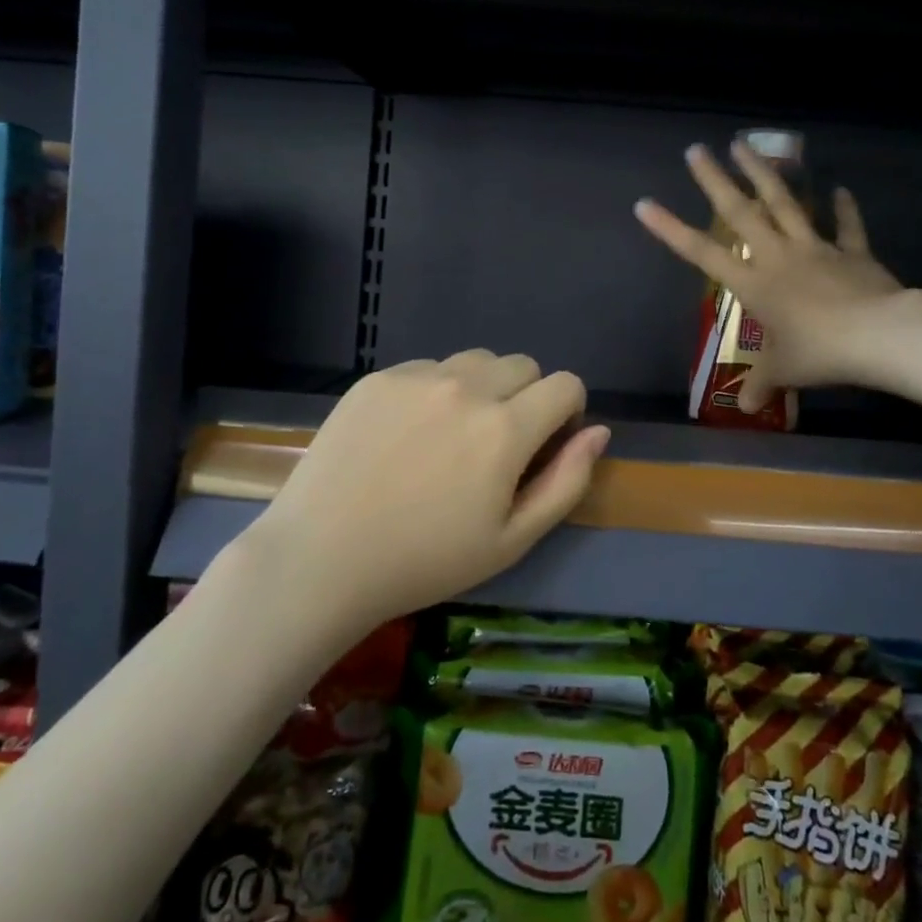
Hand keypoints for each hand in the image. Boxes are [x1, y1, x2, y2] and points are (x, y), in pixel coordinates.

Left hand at [250, 352, 609, 627]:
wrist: (322, 558)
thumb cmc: (425, 561)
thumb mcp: (512, 539)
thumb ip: (566, 481)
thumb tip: (598, 432)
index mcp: (505, 428)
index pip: (566, 384)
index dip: (567, 412)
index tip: (546, 443)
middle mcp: (466, 387)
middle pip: (524, 365)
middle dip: (527, 397)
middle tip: (496, 445)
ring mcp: (417, 377)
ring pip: (476, 361)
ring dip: (483, 387)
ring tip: (452, 435)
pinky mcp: (377, 378)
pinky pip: (428, 368)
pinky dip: (435, 390)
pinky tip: (408, 434)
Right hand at [634, 142, 902, 411]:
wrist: (879, 336)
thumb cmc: (819, 352)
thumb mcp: (785, 371)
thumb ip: (763, 383)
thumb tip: (746, 407)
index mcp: (754, 283)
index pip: (702, 253)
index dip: (671, 230)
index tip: (645, 204)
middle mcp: (778, 256)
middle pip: (741, 212)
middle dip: (715, 180)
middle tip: (696, 150)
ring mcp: (815, 248)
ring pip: (785, 203)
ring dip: (764, 173)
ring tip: (745, 144)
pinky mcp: (851, 251)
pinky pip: (846, 226)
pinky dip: (843, 208)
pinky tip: (839, 188)